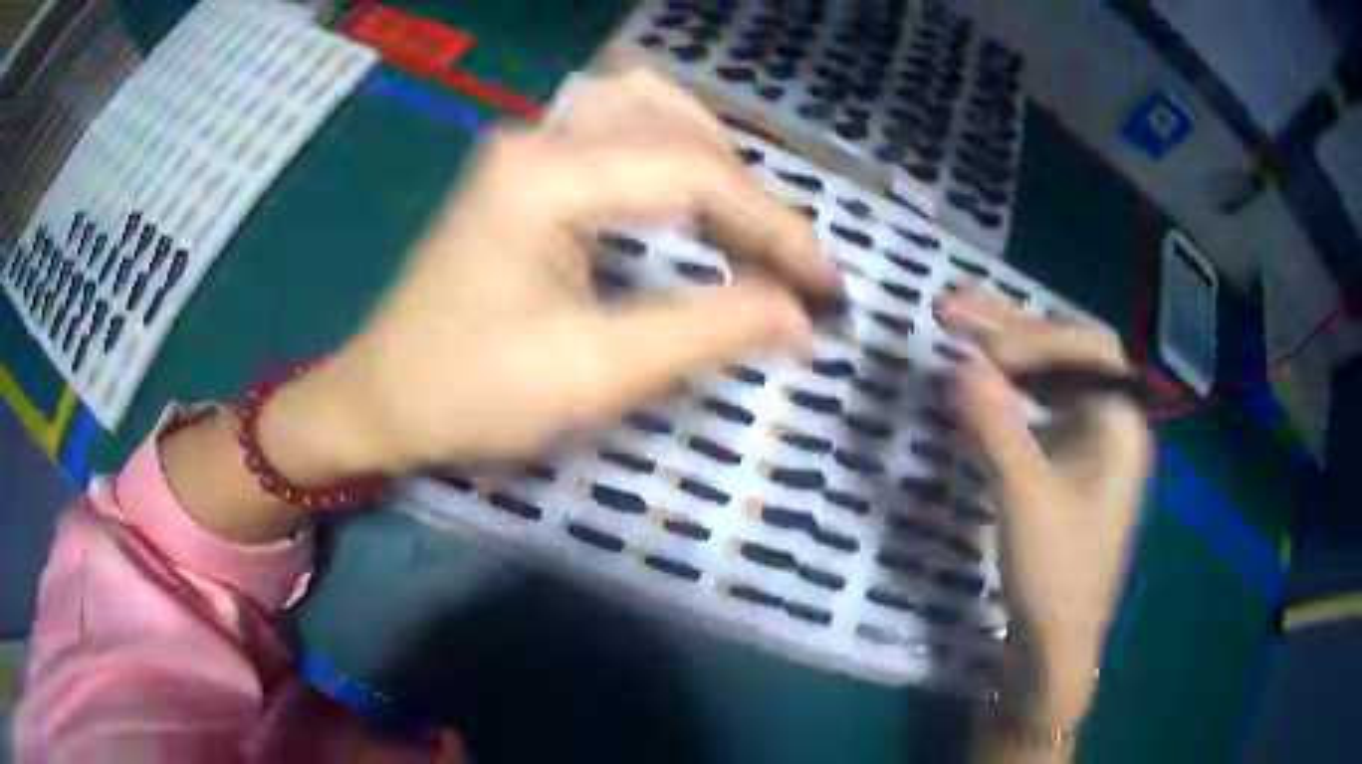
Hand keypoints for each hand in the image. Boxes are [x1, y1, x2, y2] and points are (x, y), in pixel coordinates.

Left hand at [289, 71, 837, 475]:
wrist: (380, 400)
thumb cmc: (470, 394)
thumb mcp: (595, 372)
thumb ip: (708, 332)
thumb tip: (799, 315)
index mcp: (545, 175)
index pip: (694, 172)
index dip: (774, 226)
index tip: (824, 285)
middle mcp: (537, 137)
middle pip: (674, 120)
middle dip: (745, 188)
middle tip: (779, 259)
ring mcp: (525, 146)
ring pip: (647, 111)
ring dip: (709, 161)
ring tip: (742, 229)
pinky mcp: (522, 168)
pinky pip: (617, 135)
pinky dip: (671, 162)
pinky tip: (688, 207)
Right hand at [935, 287, 1152, 723]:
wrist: (1056, 645)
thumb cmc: (1056, 575)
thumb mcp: (1024, 499)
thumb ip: (995, 428)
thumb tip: (957, 366)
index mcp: (1120, 426)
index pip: (1086, 349)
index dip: (1034, 336)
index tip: (978, 346)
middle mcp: (1110, 425)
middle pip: (1069, 353)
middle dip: (1013, 327)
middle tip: (951, 307)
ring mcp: (1089, 446)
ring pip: (1053, 378)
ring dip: (1009, 350)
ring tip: (959, 326)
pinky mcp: (1067, 467)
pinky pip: (1040, 409)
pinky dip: (1008, 389)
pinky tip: (980, 385)